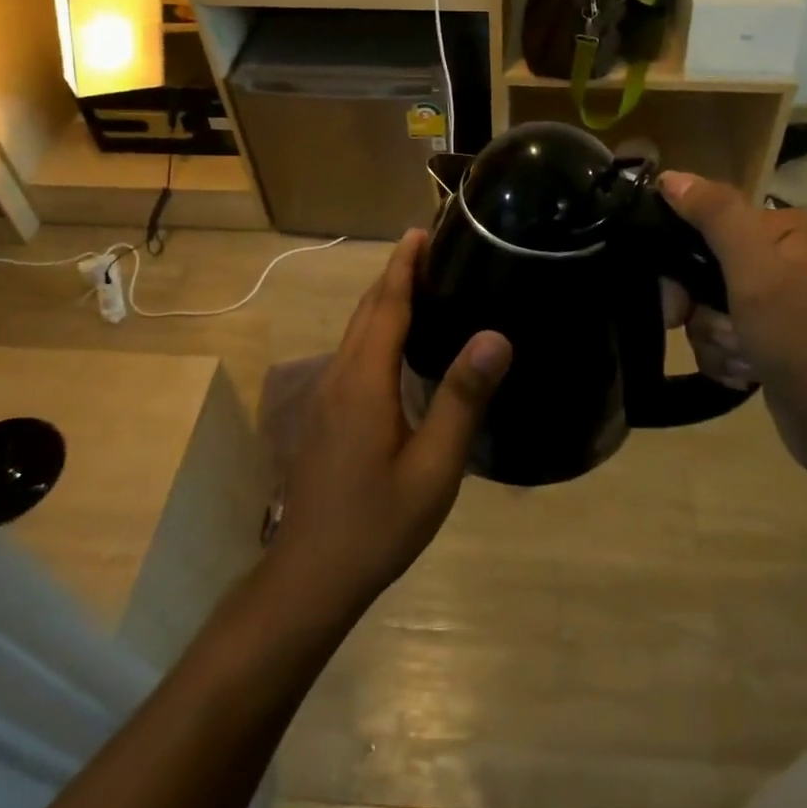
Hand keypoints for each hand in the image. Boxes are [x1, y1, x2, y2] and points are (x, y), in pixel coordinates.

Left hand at [269, 231, 511, 613]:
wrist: (311, 576)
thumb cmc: (378, 522)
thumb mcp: (434, 466)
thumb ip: (461, 398)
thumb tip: (495, 336)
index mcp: (365, 379)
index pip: (386, 304)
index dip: (404, 265)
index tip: (422, 231)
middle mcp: (339, 376)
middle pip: (366, 310)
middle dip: (394, 274)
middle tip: (430, 248)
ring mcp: (325, 396)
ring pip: (355, 331)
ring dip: (383, 299)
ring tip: (419, 283)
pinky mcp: (325, 415)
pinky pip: (352, 352)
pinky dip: (375, 328)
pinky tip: (398, 343)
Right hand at [659, 171, 806, 482]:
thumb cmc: (800, 336)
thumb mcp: (755, 269)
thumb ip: (715, 216)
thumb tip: (670, 176)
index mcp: (779, 228)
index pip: (704, 220)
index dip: (679, 258)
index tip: (677, 299)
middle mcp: (776, 257)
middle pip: (699, 268)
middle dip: (701, 309)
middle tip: (717, 331)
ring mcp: (770, 299)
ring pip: (703, 307)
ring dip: (713, 339)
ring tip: (743, 358)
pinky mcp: (764, 336)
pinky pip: (717, 336)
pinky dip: (723, 357)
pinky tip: (746, 373)